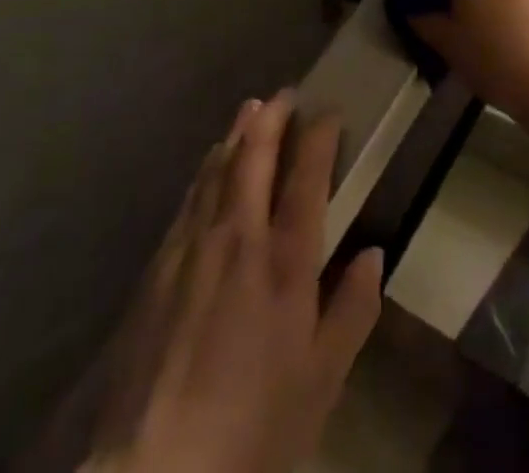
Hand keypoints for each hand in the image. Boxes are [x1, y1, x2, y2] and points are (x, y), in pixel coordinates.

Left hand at [85, 93, 383, 472]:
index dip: (319, 136)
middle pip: (255, 156)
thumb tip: (373, 254)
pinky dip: (206, 171)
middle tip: (285, 94)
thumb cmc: (253, 427)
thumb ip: (352, 311)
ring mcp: (193, 247)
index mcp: (286, 260)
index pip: (307, 176)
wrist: (155, 472)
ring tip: (249, 110)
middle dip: (272, 117)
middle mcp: (239, 236)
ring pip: (217, 169)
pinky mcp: (158, 268)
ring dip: (237, 134)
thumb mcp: (321, 382)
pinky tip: (209, 166)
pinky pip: (189, 199)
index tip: (329, 112)